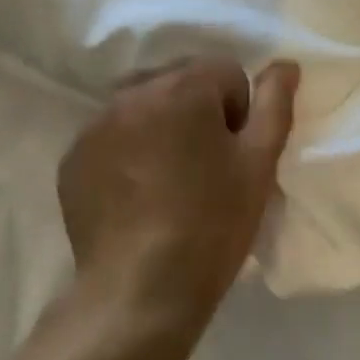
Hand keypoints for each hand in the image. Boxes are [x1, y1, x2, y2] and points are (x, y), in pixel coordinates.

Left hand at [58, 58, 297, 354]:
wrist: (138, 294)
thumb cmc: (210, 226)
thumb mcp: (258, 165)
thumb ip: (274, 104)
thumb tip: (285, 64)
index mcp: (184, 86)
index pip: (225, 73)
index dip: (237, 114)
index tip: (232, 156)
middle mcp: (135, 90)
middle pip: (180, 81)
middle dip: (196, 111)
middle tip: (202, 168)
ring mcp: (98, 122)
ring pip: (143, 104)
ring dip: (159, 124)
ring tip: (166, 179)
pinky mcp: (74, 154)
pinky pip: (112, 133)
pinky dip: (126, 149)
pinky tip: (135, 194)